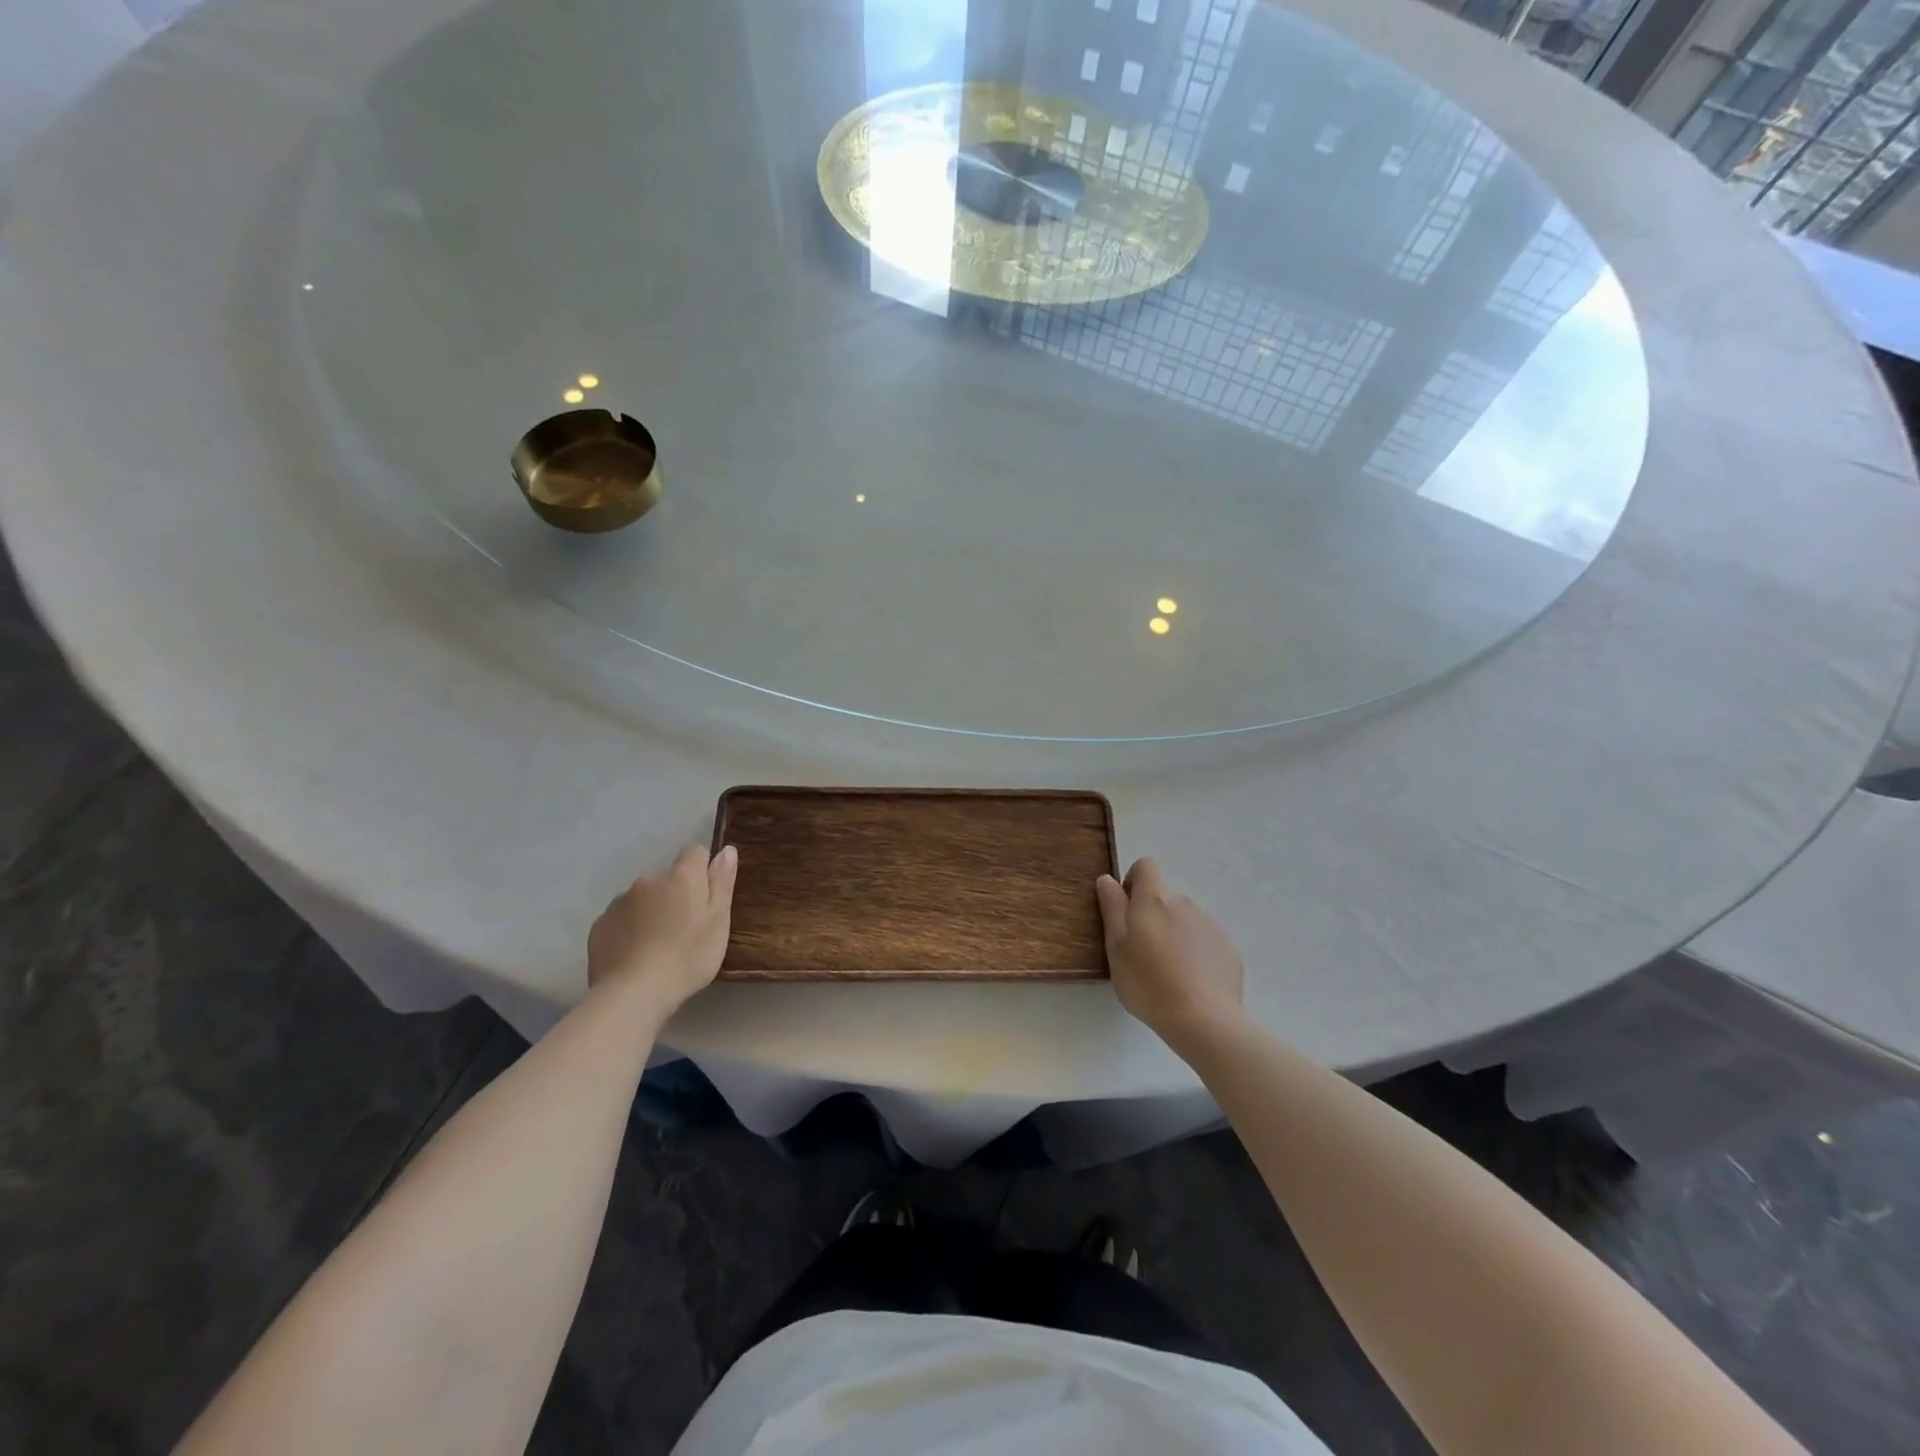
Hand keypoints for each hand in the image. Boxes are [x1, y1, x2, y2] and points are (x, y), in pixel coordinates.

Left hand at [588, 844, 737, 1016]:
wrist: (634, 993)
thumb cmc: (688, 957)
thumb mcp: (718, 921)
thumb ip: (722, 882)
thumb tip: (726, 849)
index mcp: (682, 877)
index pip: (695, 852)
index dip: (703, 870)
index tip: (706, 898)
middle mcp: (648, 880)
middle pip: (667, 877)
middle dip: (675, 894)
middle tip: (684, 929)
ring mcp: (619, 901)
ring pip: (643, 898)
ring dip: (651, 911)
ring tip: (657, 945)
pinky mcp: (599, 925)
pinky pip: (621, 918)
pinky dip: (629, 928)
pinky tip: (635, 954)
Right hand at [1096, 857, 1244, 1047]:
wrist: (1204, 1020)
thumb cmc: (1149, 983)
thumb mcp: (1116, 948)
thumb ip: (1112, 909)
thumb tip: (1108, 879)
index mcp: (1154, 901)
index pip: (1146, 867)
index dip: (1134, 882)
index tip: (1126, 911)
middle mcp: (1184, 903)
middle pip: (1164, 899)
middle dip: (1153, 918)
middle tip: (1143, 955)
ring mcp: (1210, 925)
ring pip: (1185, 921)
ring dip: (1175, 936)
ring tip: (1168, 974)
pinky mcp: (1228, 949)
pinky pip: (1205, 942)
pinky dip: (1196, 954)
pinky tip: (1191, 984)